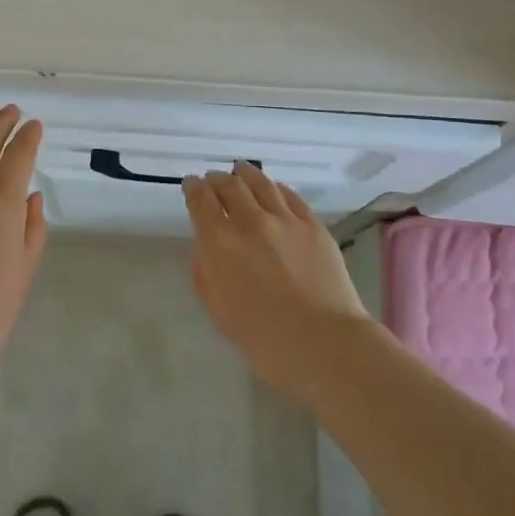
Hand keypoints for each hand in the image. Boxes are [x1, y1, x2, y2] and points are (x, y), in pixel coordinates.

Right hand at [182, 163, 371, 399]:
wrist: (324, 343)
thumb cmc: (263, 339)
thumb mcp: (218, 309)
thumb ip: (205, 271)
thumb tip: (207, 247)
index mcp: (220, 243)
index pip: (200, 200)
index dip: (193, 187)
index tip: (191, 184)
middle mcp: (250, 221)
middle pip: (230, 185)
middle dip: (217, 179)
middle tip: (214, 180)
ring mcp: (285, 219)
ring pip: (261, 183)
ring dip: (245, 174)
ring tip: (241, 171)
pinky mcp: (312, 224)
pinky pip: (290, 196)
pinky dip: (276, 188)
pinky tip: (274, 190)